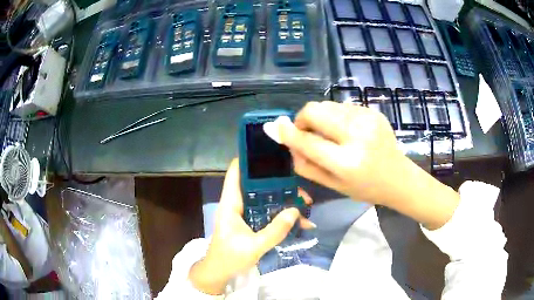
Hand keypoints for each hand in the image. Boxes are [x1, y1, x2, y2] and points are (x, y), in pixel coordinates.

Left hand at [188, 159, 313, 294]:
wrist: (219, 273)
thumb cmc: (229, 258)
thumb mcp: (253, 247)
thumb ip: (274, 231)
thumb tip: (295, 211)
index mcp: (231, 203)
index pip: (236, 171)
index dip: (250, 159)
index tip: (273, 153)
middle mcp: (238, 203)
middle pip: (259, 185)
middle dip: (281, 185)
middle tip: (302, 191)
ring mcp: (246, 213)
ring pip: (267, 199)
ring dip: (286, 201)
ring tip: (306, 206)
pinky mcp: (252, 223)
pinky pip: (270, 214)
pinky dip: (283, 216)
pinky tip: (301, 223)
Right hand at [268, 101, 459, 228]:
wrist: (398, 177)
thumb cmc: (365, 188)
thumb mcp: (332, 185)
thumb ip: (305, 164)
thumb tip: (285, 140)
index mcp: (347, 162)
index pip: (308, 141)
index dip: (288, 132)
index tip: (275, 126)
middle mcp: (357, 136)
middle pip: (315, 111)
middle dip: (303, 119)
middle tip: (306, 132)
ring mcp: (367, 119)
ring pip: (327, 105)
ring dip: (320, 118)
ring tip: (330, 134)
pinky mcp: (373, 111)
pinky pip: (342, 106)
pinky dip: (336, 116)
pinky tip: (346, 131)